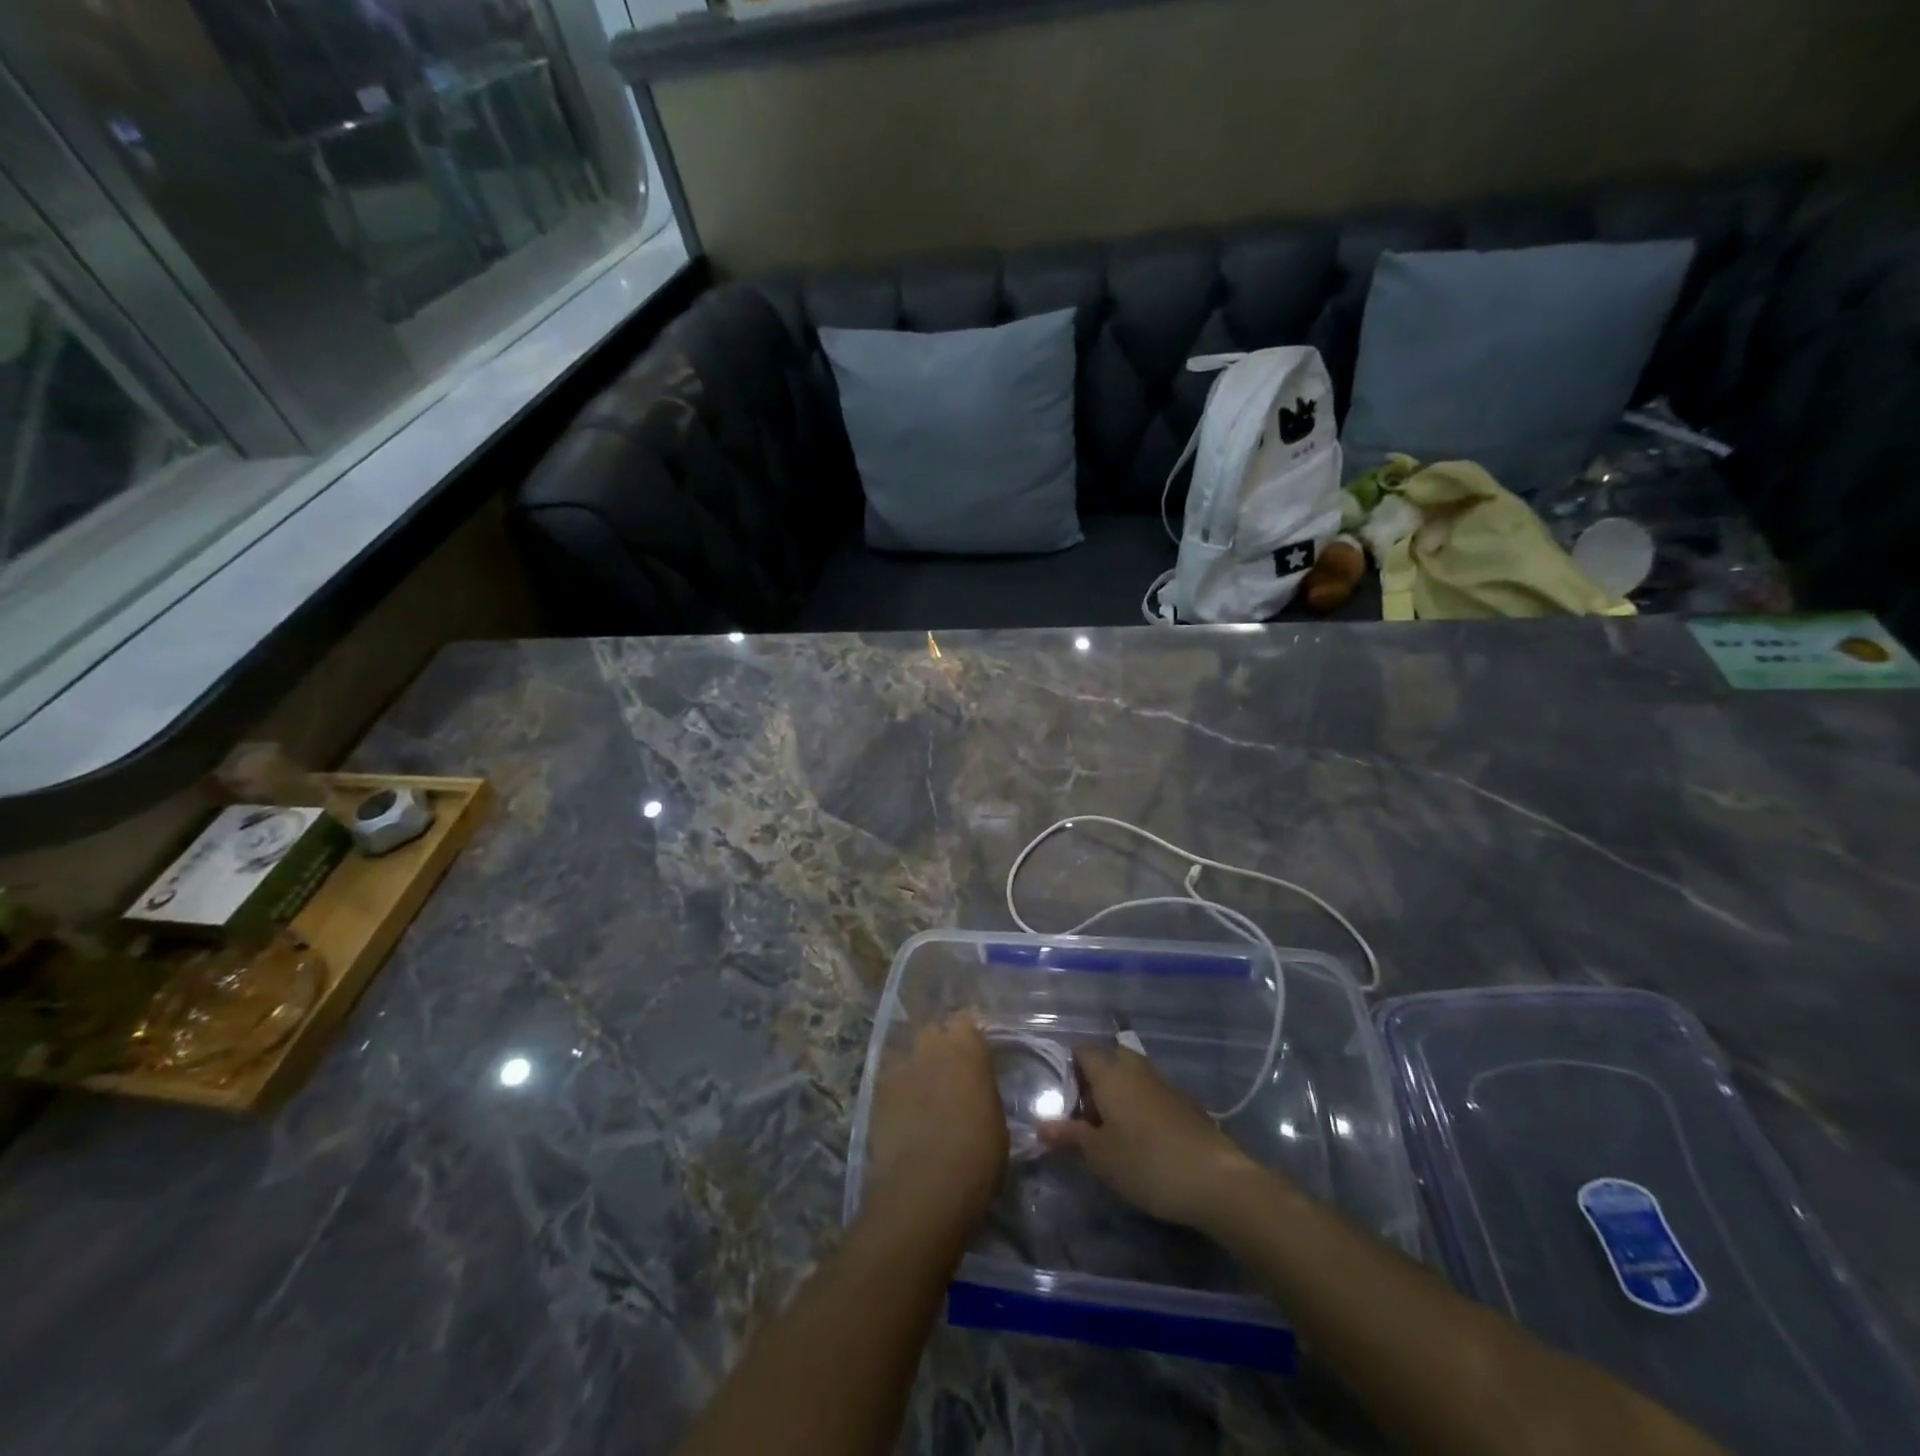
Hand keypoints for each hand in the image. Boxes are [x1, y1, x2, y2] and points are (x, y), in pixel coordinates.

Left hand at [861, 1015, 1007, 1242]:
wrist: (925, 1186)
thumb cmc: (977, 1155)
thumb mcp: (996, 1121)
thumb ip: (982, 1093)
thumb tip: (976, 1093)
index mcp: (968, 1048)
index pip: (965, 1022)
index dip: (967, 1038)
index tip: (972, 1054)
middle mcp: (932, 1046)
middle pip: (932, 1031)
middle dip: (938, 1046)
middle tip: (946, 1072)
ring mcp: (900, 1065)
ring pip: (906, 1052)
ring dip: (914, 1066)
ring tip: (919, 1090)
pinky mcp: (876, 1089)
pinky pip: (888, 1078)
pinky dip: (895, 1088)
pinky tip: (900, 1109)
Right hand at [1038, 1044, 1261, 1230]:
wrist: (1215, 1179)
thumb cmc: (1146, 1162)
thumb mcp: (1099, 1156)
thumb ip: (1069, 1136)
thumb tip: (1041, 1126)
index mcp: (1110, 1071)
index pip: (1082, 1052)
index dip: (1070, 1073)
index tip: (1067, 1107)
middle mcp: (1136, 1067)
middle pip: (1108, 1061)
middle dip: (1095, 1085)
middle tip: (1089, 1123)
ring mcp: (1163, 1082)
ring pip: (1131, 1078)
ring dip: (1119, 1098)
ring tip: (1114, 1136)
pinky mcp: (1184, 1102)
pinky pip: (1151, 1094)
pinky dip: (1141, 1109)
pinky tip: (1145, 1143)